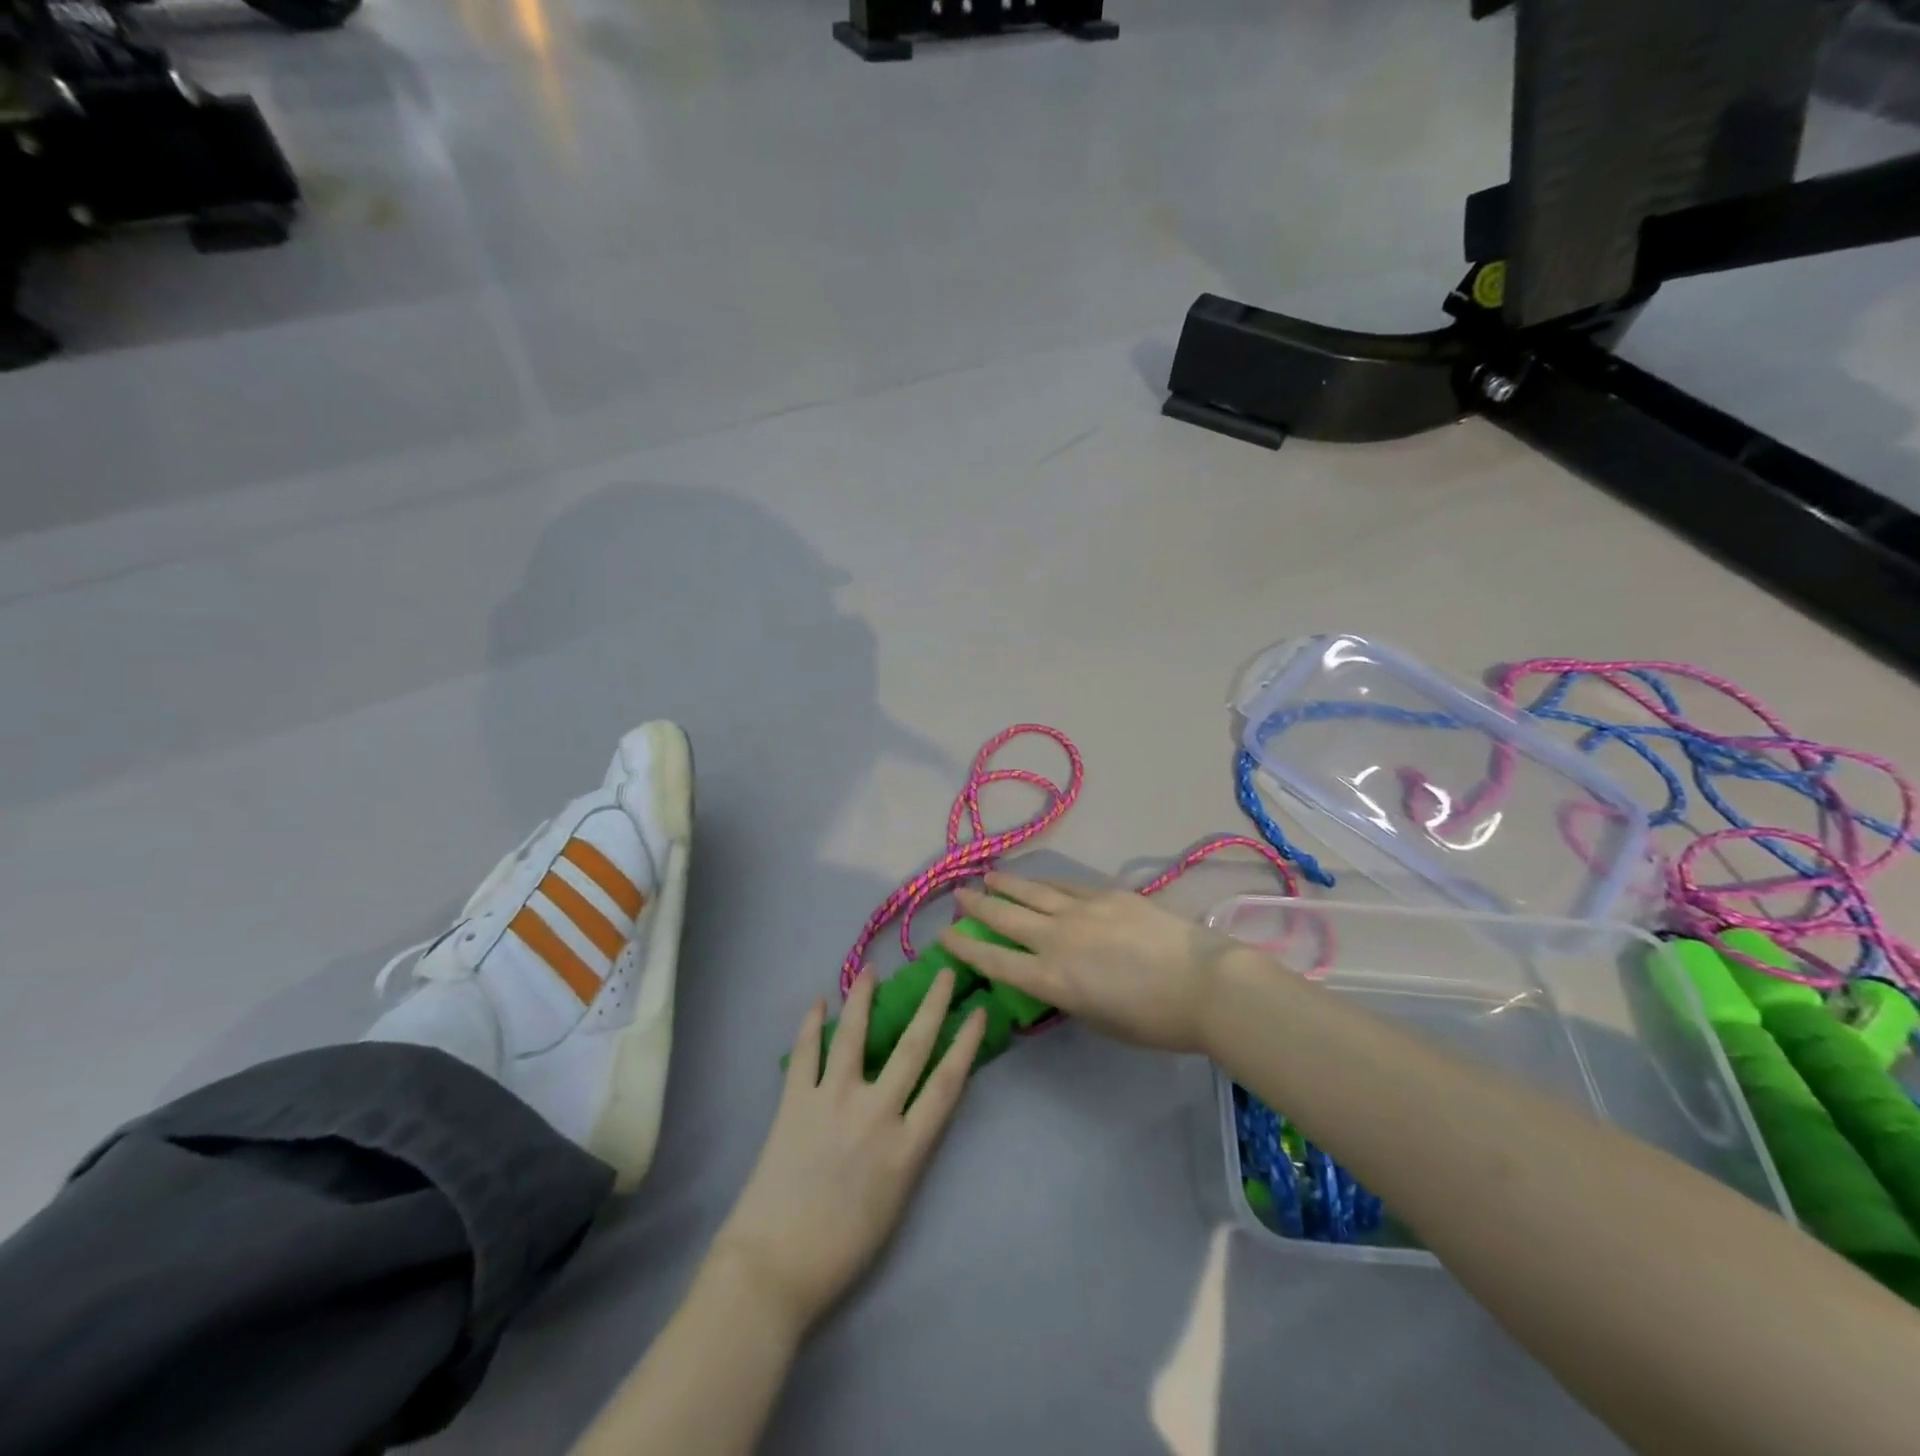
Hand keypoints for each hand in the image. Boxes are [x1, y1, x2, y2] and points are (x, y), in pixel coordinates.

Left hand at [710, 968, 986, 1331]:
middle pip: (912, 1048)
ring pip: (854, 1037)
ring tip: (871, 970)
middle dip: (932, 1006)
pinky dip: (811, 1026)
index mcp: (906, 1148)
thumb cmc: (842, 1249)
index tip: (978, 1011)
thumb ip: (907, 1151)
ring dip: (864, 1000)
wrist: (774, 1267)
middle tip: (943, 973)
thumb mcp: (896, 1203)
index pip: (946, 1083)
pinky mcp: (794, 1102)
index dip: (966, 1044)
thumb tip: (910, 1112)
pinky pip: (805, 1054)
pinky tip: (818, 1003)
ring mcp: (832, 1102)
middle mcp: (875, 1113)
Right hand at [942, 873, 1237, 1053]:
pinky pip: (1065, 885)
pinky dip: (1044, 882)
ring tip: (987, 876)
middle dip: (978, 906)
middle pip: (1006, 918)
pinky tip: (1035, 878)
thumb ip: (1068, 994)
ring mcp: (1081, 910)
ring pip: (1032, 893)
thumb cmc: (1153, 1020)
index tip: (944, 935)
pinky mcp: (1106, 894)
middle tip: (958, 895)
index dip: (965, 947)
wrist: (1203, 983)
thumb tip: (1054, 975)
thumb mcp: (1097, 1019)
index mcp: (1052, 979)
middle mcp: (1057, 939)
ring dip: (1006, 885)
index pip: (995, 960)